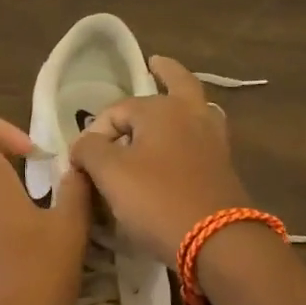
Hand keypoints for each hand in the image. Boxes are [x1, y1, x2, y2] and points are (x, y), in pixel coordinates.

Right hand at [68, 56, 252, 265]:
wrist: (217, 241)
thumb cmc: (157, 200)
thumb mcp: (110, 174)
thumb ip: (89, 150)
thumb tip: (83, 144)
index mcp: (162, 109)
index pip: (117, 111)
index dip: (94, 132)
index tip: (82, 161)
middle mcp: (191, 115)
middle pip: (178, 82)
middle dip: (165, 72)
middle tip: (155, 63)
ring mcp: (212, 140)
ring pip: (197, 108)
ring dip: (183, 100)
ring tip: (171, 101)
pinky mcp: (223, 167)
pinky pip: (202, 136)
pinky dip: (190, 131)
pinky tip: (182, 142)